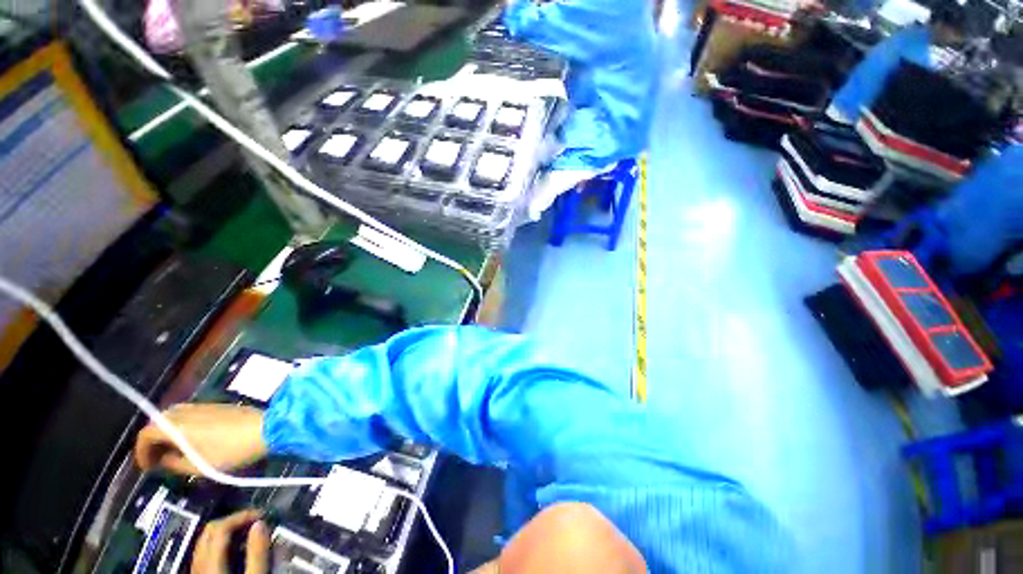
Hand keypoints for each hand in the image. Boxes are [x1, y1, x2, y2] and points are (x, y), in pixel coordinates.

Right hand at [135, 403, 267, 475]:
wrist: (267, 428)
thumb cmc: (231, 451)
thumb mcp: (199, 466)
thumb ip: (175, 464)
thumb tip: (163, 460)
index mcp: (176, 425)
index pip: (146, 433)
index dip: (141, 452)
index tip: (147, 468)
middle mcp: (186, 410)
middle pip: (158, 422)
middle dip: (153, 441)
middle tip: (158, 459)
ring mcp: (203, 405)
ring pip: (175, 416)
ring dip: (168, 432)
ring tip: (174, 452)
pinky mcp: (218, 405)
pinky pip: (191, 413)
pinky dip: (183, 426)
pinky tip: (192, 440)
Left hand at [191, 509, 269, 573]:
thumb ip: (257, 551)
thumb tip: (262, 523)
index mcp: (210, 561)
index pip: (221, 526)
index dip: (243, 515)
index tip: (263, 514)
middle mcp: (198, 562)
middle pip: (211, 530)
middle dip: (235, 520)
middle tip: (256, 521)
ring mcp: (196, 569)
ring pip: (207, 540)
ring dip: (229, 531)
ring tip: (249, 533)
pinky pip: (207, 552)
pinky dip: (223, 544)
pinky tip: (237, 550)